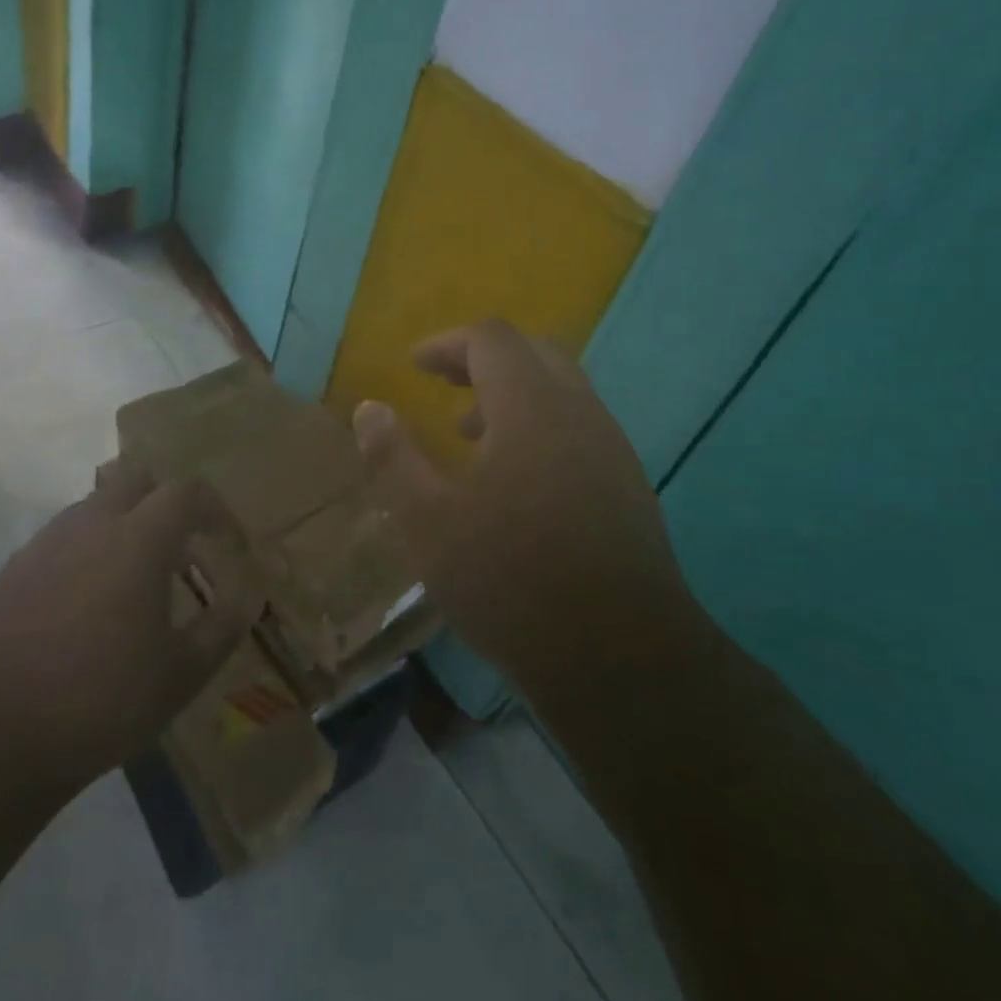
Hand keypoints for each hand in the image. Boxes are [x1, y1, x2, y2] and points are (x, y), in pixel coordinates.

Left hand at [0, 463, 260, 786]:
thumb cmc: (103, 700)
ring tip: (133, 579)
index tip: (224, 540)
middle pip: (136, 479)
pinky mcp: (14, 568)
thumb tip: (247, 597)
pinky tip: (85, 604)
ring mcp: (47, 542)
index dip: (213, 508)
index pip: (186, 491)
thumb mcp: (182, 674)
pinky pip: (63, 538)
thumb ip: (222, 626)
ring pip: (96, 505)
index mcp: (139, 538)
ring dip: (123, 524)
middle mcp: (93, 523)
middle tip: (178, 548)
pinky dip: (87, 550)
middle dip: (164, 502)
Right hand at [353, 320, 694, 686]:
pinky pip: (580, 429)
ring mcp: (613, 450)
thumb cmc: (511, 581)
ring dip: (514, 395)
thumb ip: (392, 457)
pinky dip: (541, 427)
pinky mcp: (630, 487)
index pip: (492, 340)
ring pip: (562, 392)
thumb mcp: (427, 522)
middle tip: (446, 385)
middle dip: (484, 359)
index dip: (448, 343)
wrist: (622, 660)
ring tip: (472, 436)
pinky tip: (517, 483)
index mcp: (532, 408)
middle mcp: (580, 414)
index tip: (415, 364)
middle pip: (535, 354)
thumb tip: (369, 409)